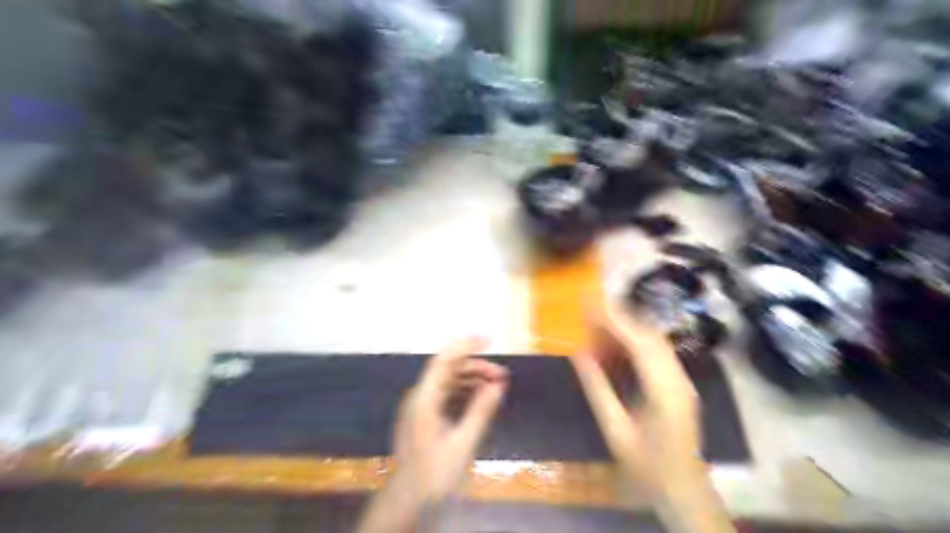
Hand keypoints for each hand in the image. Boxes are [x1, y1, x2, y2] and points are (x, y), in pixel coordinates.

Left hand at [394, 337, 511, 503]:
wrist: (407, 501)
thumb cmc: (434, 473)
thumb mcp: (463, 443)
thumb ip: (480, 411)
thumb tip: (499, 384)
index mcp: (424, 399)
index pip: (444, 360)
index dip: (465, 345)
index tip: (488, 337)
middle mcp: (420, 396)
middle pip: (449, 370)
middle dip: (476, 367)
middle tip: (503, 376)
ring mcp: (420, 406)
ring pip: (449, 382)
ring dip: (472, 379)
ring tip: (497, 386)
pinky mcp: (424, 416)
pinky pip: (446, 394)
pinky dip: (465, 392)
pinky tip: (481, 398)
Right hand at [566, 305, 699, 498]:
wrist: (684, 492)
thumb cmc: (647, 467)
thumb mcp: (615, 430)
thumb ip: (597, 389)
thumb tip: (578, 353)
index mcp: (663, 390)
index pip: (638, 342)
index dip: (612, 320)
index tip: (587, 305)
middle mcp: (678, 379)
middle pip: (649, 335)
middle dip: (618, 319)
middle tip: (587, 313)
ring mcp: (682, 381)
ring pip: (654, 342)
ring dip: (626, 331)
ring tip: (596, 329)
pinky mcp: (679, 385)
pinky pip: (656, 354)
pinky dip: (633, 344)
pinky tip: (614, 349)